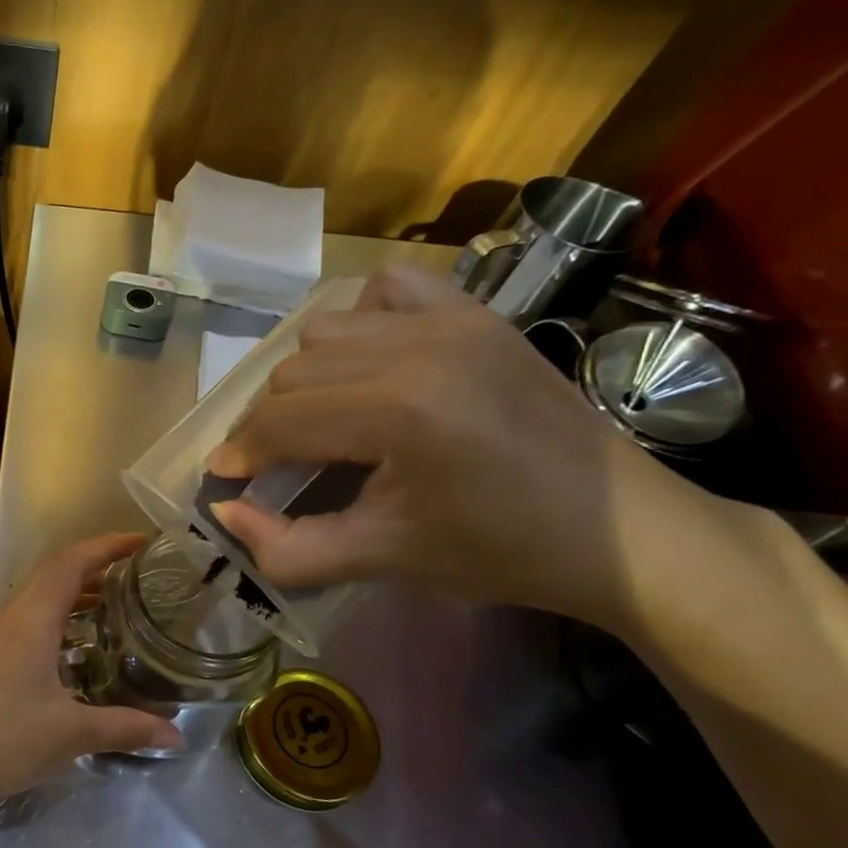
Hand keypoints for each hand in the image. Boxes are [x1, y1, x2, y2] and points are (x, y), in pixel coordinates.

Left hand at [0, 534, 184, 817]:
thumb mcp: (69, 734)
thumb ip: (124, 729)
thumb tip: (176, 735)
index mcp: (32, 620)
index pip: (72, 563)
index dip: (108, 545)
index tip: (143, 542)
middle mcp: (14, 620)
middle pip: (56, 573)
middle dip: (96, 564)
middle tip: (137, 573)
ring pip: (42, 598)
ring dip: (77, 592)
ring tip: (116, 605)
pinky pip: (33, 623)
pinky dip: (62, 620)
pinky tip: (79, 651)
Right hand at [205, 263, 718, 631]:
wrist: (622, 530)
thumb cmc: (501, 551)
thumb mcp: (385, 559)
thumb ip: (290, 548)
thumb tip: (224, 512)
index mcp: (403, 414)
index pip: (284, 420)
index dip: (241, 452)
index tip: (224, 477)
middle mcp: (422, 349)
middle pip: (294, 371)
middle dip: (268, 420)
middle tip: (275, 461)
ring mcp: (454, 320)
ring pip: (326, 328)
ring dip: (306, 374)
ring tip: (322, 416)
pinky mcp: (478, 312)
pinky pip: (389, 289)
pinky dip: (360, 321)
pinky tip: (369, 363)